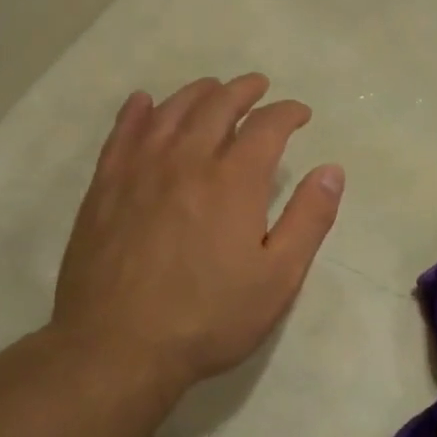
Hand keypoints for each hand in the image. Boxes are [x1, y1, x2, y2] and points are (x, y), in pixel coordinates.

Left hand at [49, 74, 343, 404]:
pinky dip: (136, 112)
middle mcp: (186, 161)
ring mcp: (139, 172)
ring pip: (170, 112)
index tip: (301, 114)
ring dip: (197, 93)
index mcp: (234, 181)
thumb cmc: (210, 317)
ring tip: (213, 88)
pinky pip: (122, 135)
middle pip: (217, 106)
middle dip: (244, 91)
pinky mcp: (104, 189)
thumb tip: (332, 170)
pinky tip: (143, 103)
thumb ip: (309, 219)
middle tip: (259, 87)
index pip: (267, 126)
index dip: (288, 113)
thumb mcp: (279, 278)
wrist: (117, 349)